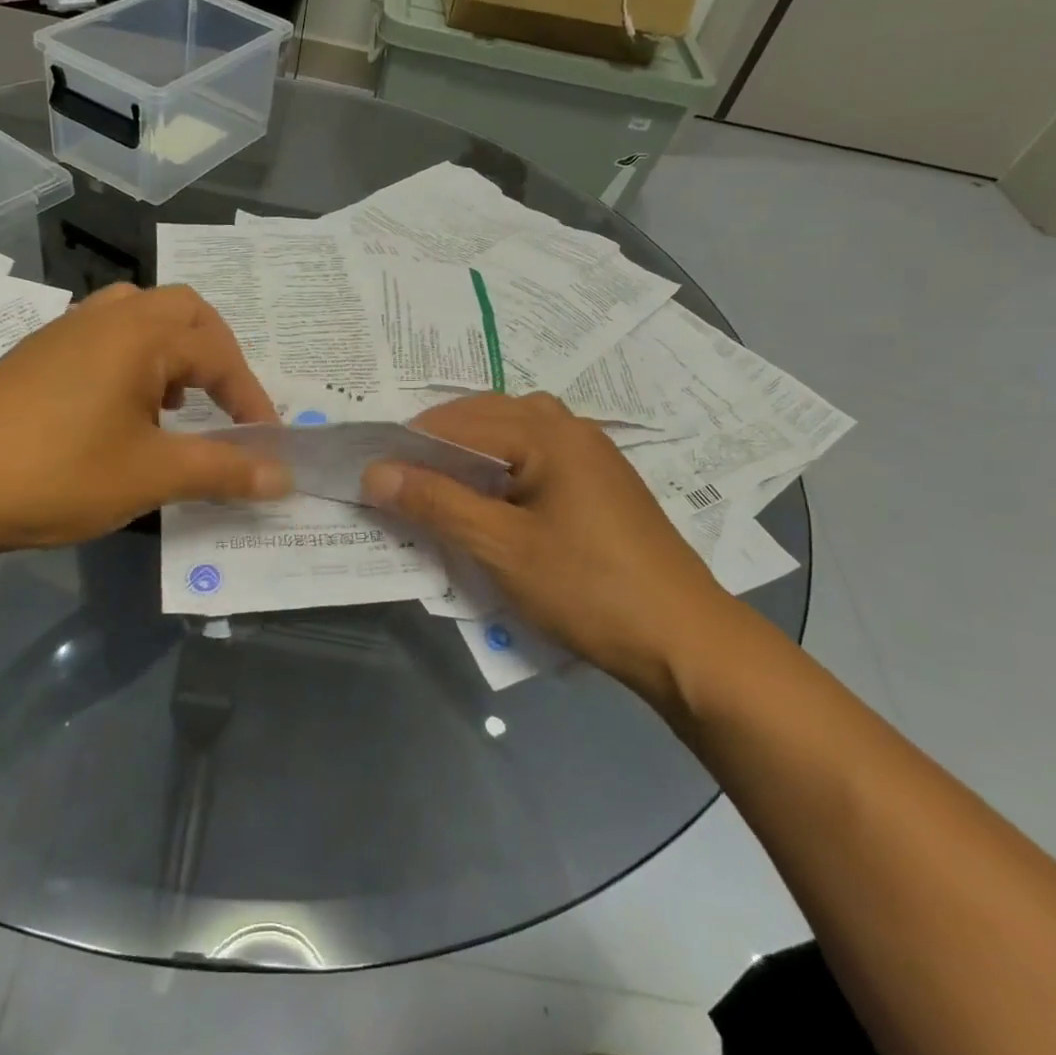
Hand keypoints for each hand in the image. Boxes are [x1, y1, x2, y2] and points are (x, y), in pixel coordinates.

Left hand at [0, 284, 289, 561]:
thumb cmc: (53, 471)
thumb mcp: (150, 475)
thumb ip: (223, 470)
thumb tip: (284, 476)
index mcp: (140, 332)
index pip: (220, 351)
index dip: (251, 397)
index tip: (266, 443)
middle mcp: (106, 317)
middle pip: (184, 312)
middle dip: (217, 356)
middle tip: (226, 404)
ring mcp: (66, 333)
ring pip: (141, 321)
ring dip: (174, 357)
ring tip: (180, 408)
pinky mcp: (38, 358)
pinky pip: (107, 342)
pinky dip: (137, 367)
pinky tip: (127, 417)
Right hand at [362, 392, 735, 694]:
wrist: (683, 638)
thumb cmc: (587, 587)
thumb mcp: (501, 547)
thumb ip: (436, 503)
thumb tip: (375, 472)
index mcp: (547, 432)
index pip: (459, 420)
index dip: (410, 444)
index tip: (372, 474)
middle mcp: (570, 428)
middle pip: (486, 416)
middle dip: (438, 443)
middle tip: (400, 481)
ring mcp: (591, 454)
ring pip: (512, 434)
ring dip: (471, 453)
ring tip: (438, 487)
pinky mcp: (600, 483)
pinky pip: (535, 456)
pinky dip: (500, 468)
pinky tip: (489, 501)